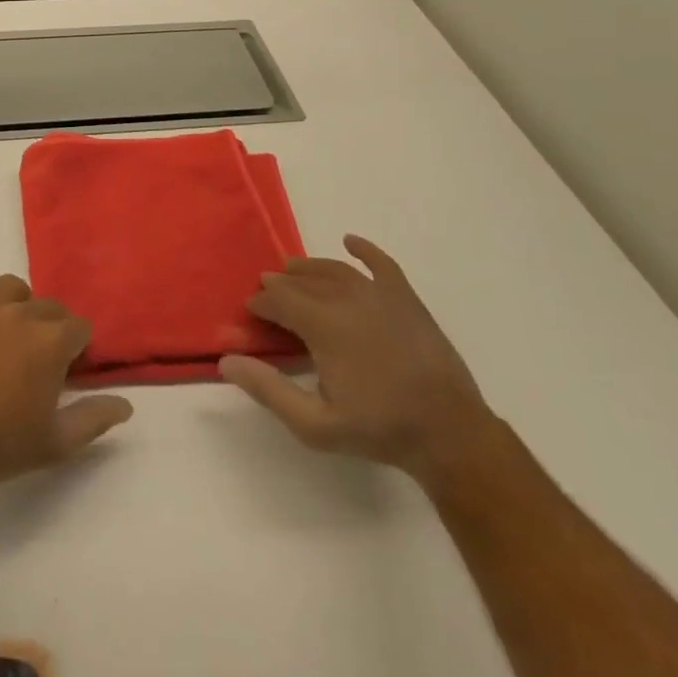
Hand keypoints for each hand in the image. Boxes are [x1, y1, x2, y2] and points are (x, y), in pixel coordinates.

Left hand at [0, 274, 133, 495]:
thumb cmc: (1, 445)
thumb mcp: (56, 442)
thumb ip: (95, 418)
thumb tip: (126, 405)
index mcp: (52, 340)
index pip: (80, 327)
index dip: (77, 348)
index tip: (67, 369)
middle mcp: (21, 312)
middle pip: (48, 306)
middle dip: (49, 329)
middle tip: (35, 360)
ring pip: (11, 288)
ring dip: (16, 306)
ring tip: (6, 335)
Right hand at [219, 236, 495, 486]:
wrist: (450, 435)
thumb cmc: (379, 430)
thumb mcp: (314, 424)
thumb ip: (268, 390)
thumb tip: (227, 360)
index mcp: (322, 324)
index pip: (278, 299)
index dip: (260, 303)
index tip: (251, 313)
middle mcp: (347, 299)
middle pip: (303, 282)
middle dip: (280, 285)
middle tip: (268, 295)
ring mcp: (380, 295)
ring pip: (334, 270)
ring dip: (309, 269)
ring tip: (293, 272)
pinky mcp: (407, 299)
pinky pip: (381, 264)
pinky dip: (364, 250)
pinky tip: (350, 242)